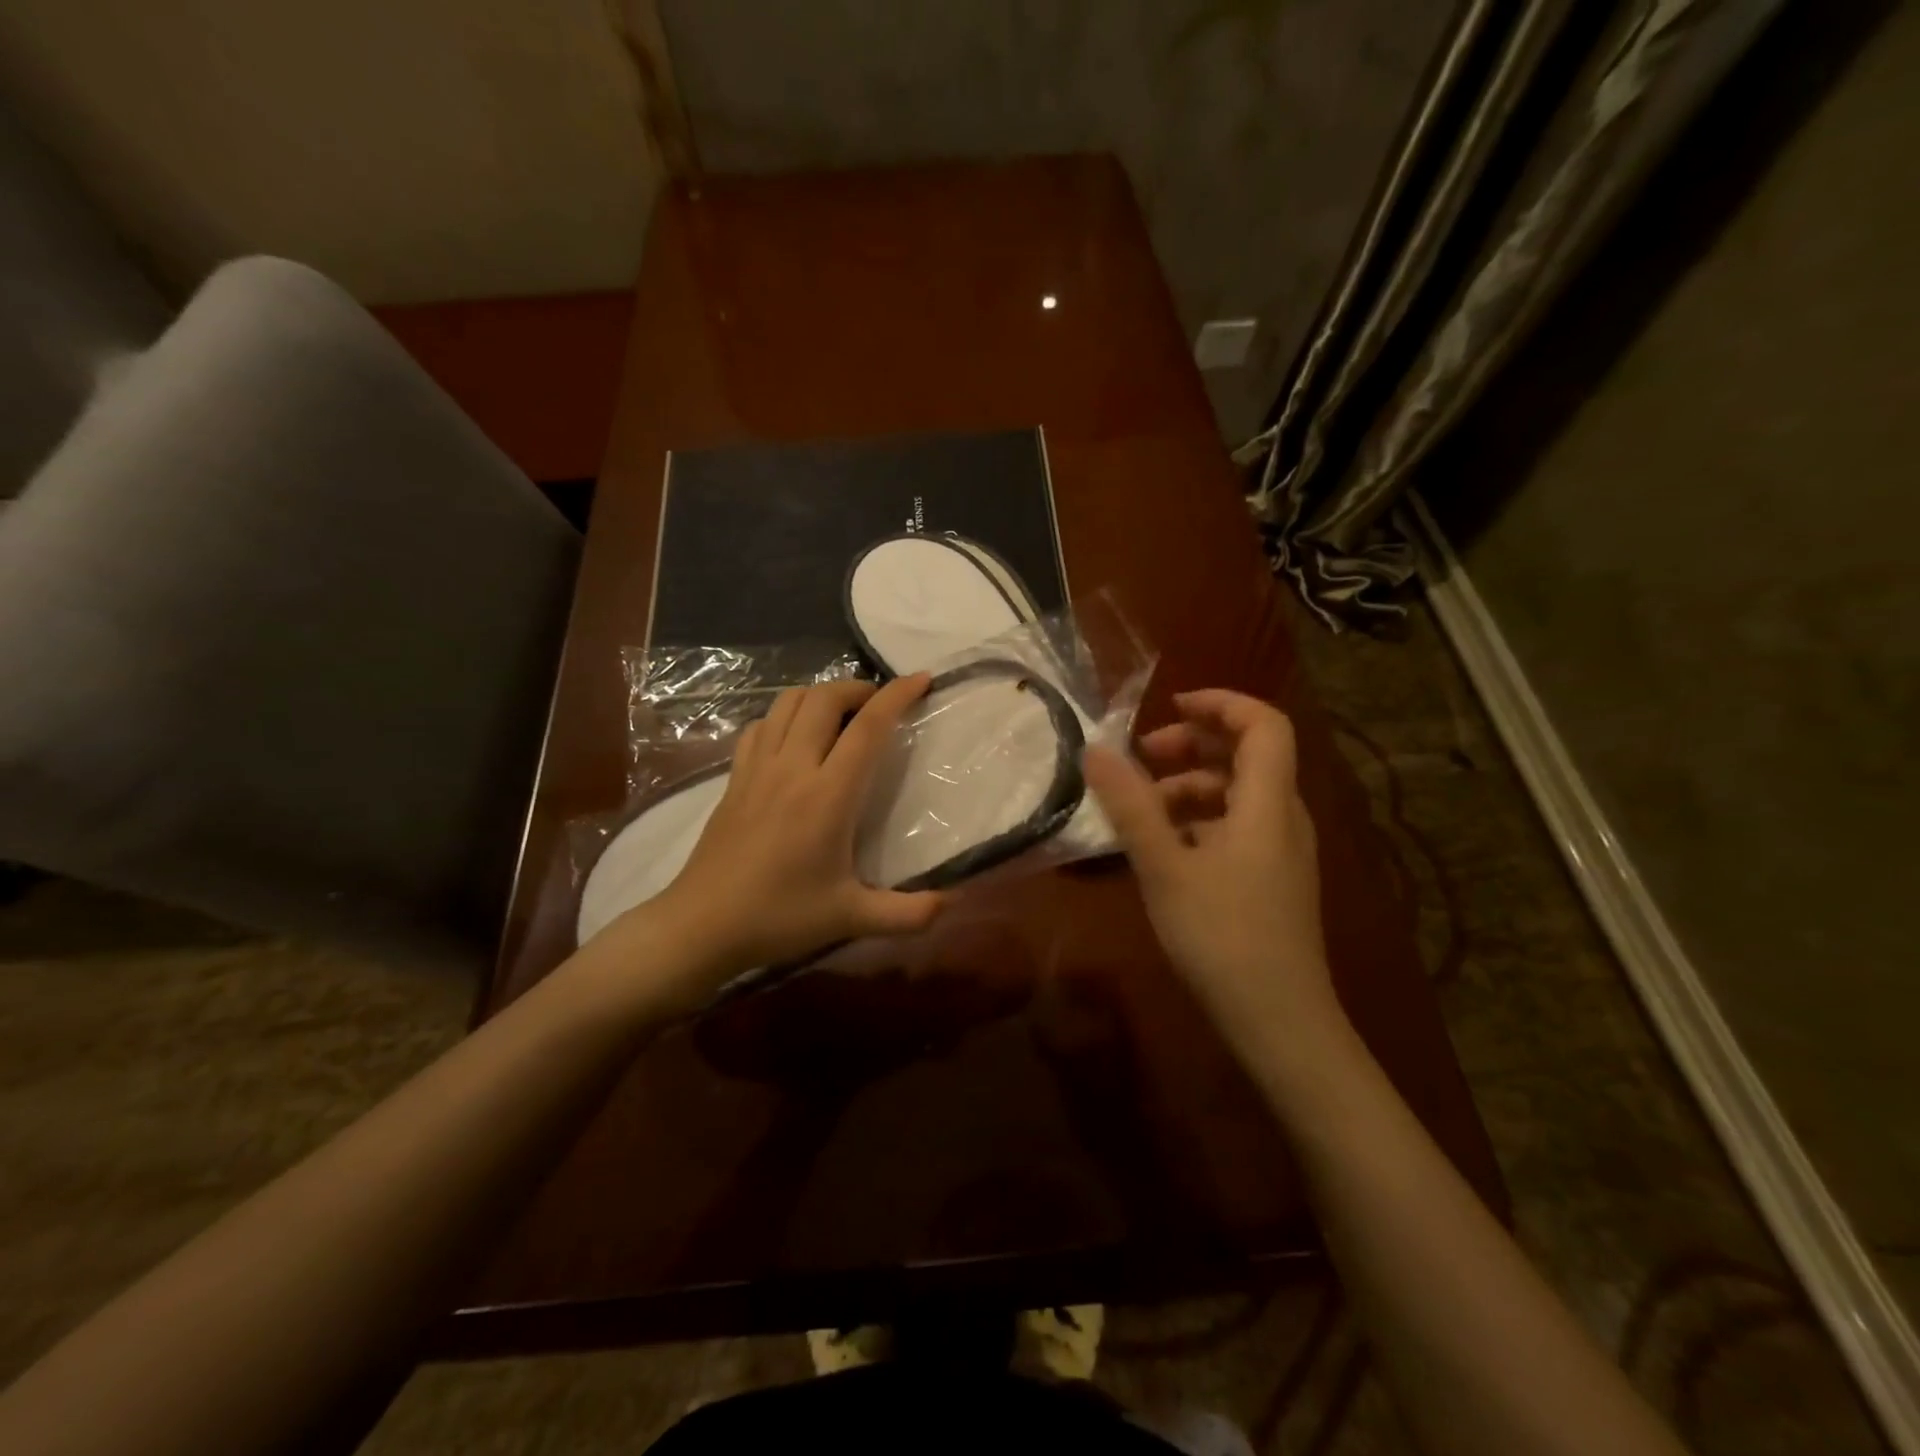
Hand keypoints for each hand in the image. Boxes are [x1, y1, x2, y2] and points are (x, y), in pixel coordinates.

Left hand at [599, 675, 946, 1008]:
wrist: (702, 925)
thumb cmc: (780, 917)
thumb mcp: (851, 919)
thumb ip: (908, 914)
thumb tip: (952, 902)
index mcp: (827, 795)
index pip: (867, 727)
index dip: (897, 695)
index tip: (921, 680)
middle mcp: (792, 768)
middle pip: (824, 698)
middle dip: (857, 688)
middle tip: (879, 704)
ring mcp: (758, 768)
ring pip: (788, 703)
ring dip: (820, 695)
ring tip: (842, 714)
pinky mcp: (735, 778)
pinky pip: (761, 726)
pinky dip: (785, 716)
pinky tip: (795, 738)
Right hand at [1083, 689, 1344, 1067]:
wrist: (1279, 1023)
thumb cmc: (1222, 937)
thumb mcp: (1165, 868)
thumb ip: (1130, 806)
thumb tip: (1095, 750)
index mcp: (1268, 803)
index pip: (1263, 724)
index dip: (1220, 704)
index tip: (1168, 706)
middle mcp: (1283, 817)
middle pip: (1249, 755)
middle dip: (1194, 744)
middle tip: (1143, 756)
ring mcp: (1281, 851)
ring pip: (1239, 794)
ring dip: (1191, 785)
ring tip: (1141, 806)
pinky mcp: (1272, 880)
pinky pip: (1237, 827)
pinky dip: (1199, 819)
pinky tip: (1163, 846)